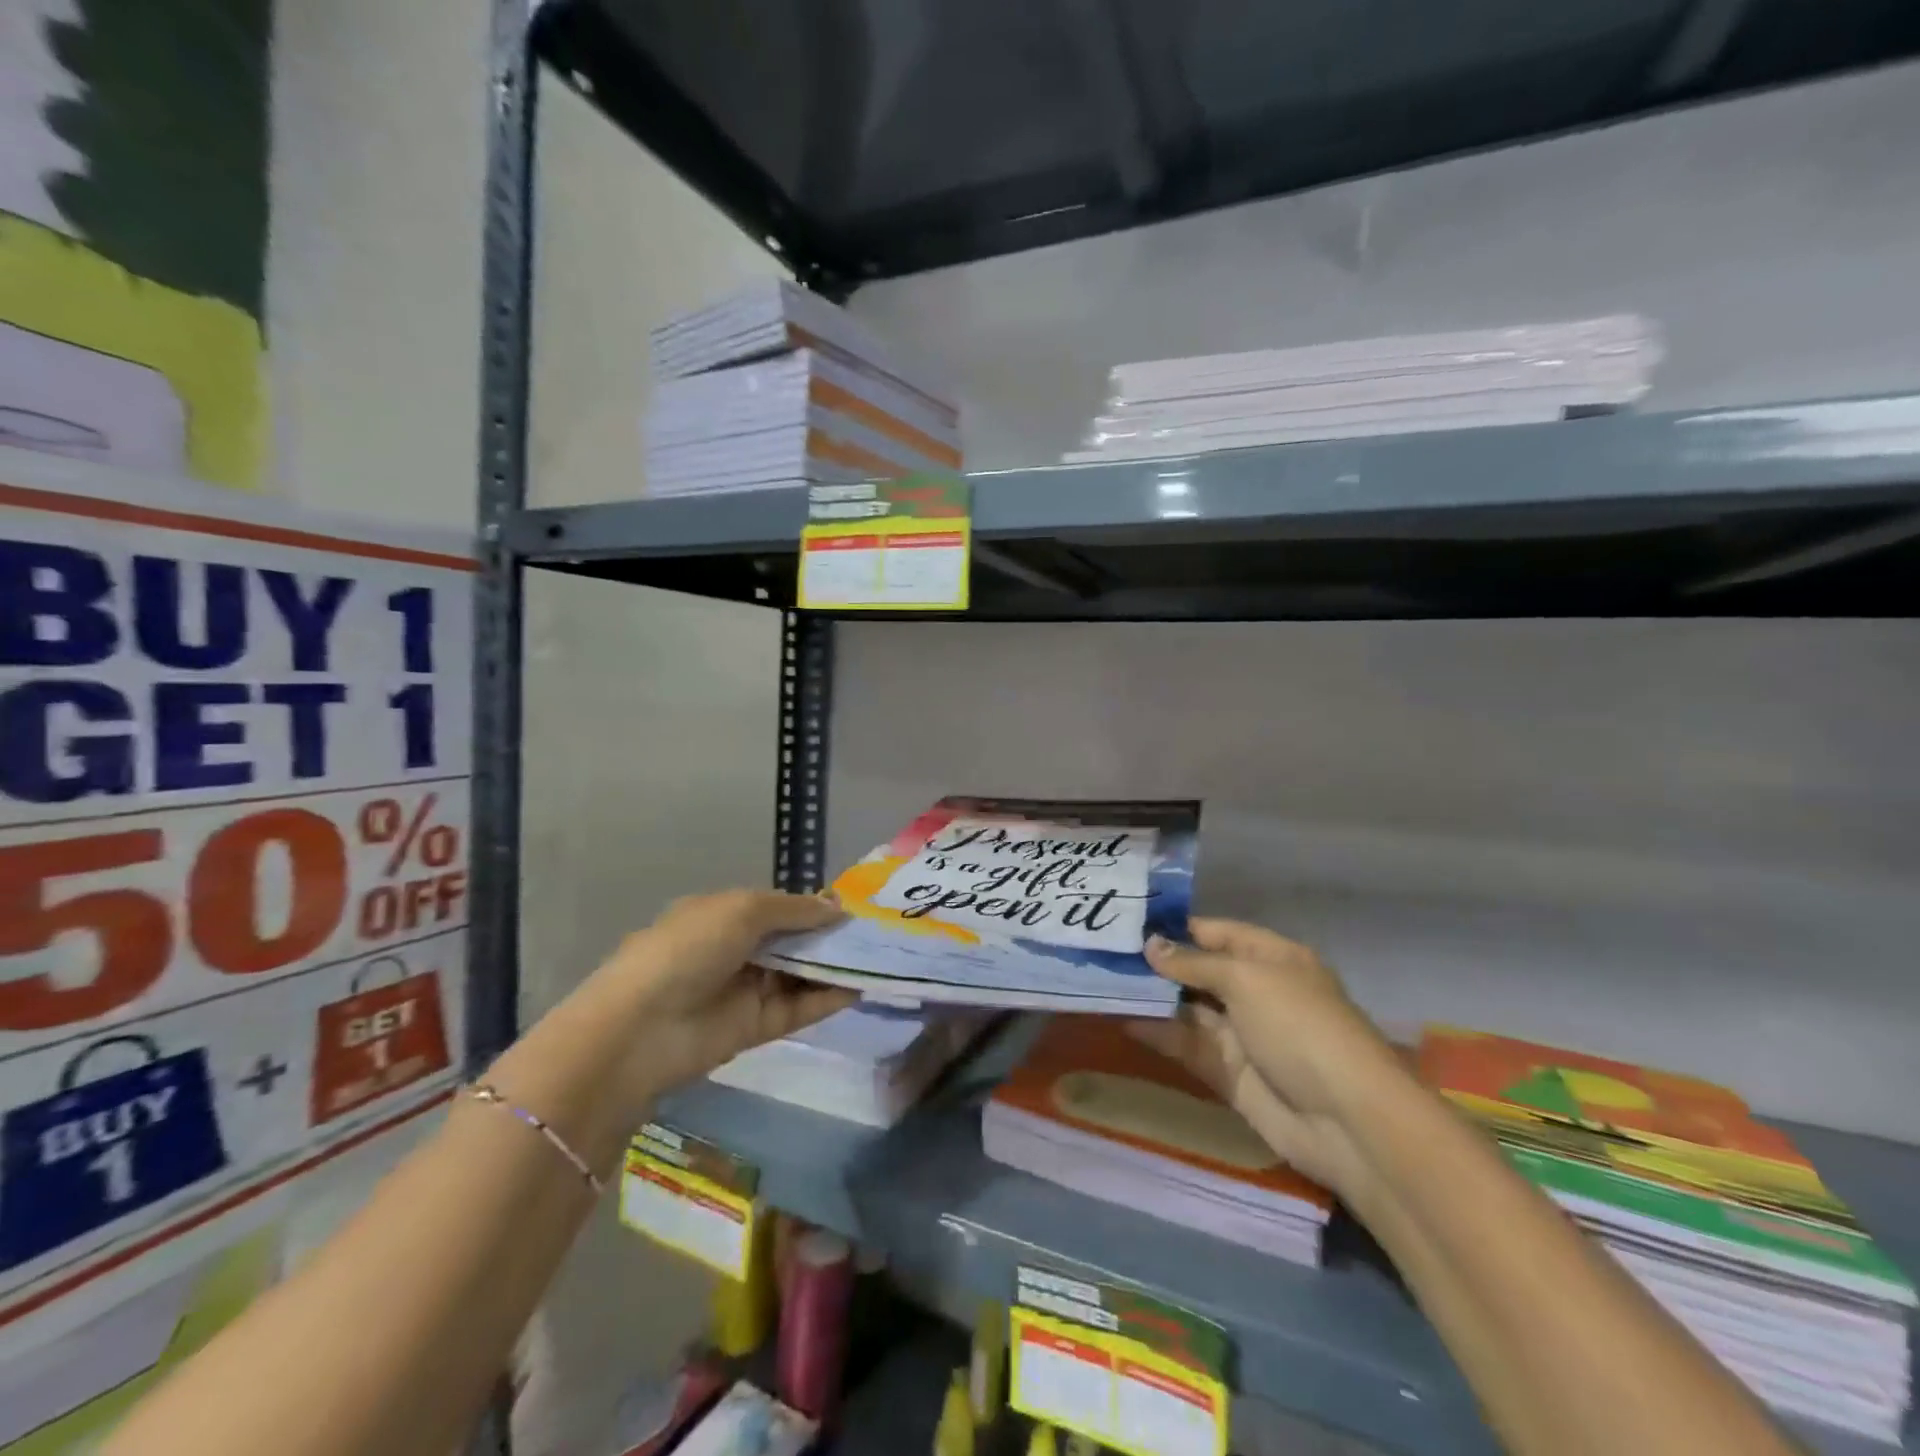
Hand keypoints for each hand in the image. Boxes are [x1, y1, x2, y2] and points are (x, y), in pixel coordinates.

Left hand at [590, 890, 855, 1107]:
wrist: (641, 1028)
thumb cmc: (689, 949)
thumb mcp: (742, 910)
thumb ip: (794, 910)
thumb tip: (837, 907)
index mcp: (723, 915)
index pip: (778, 908)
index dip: (813, 907)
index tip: (853, 907)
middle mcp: (735, 950)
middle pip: (792, 941)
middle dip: (829, 937)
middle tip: (877, 933)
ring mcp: (745, 990)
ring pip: (799, 974)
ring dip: (834, 966)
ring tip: (880, 958)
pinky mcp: (755, 1029)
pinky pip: (798, 1008)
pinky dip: (827, 998)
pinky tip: (861, 987)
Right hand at [1128, 918, 1401, 1196]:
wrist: (1347, 1121)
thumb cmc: (1300, 1027)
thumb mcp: (1247, 979)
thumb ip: (1194, 963)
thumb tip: (1151, 945)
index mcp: (1271, 958)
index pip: (1216, 932)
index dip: (1175, 927)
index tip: (1127, 922)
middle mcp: (1255, 991)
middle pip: (1198, 970)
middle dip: (1156, 963)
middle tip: (1102, 952)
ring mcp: (1242, 1034)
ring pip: (1188, 1009)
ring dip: (1151, 998)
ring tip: (1102, 982)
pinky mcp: (1229, 1073)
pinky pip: (1188, 1046)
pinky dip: (1158, 1033)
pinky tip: (1122, 1020)